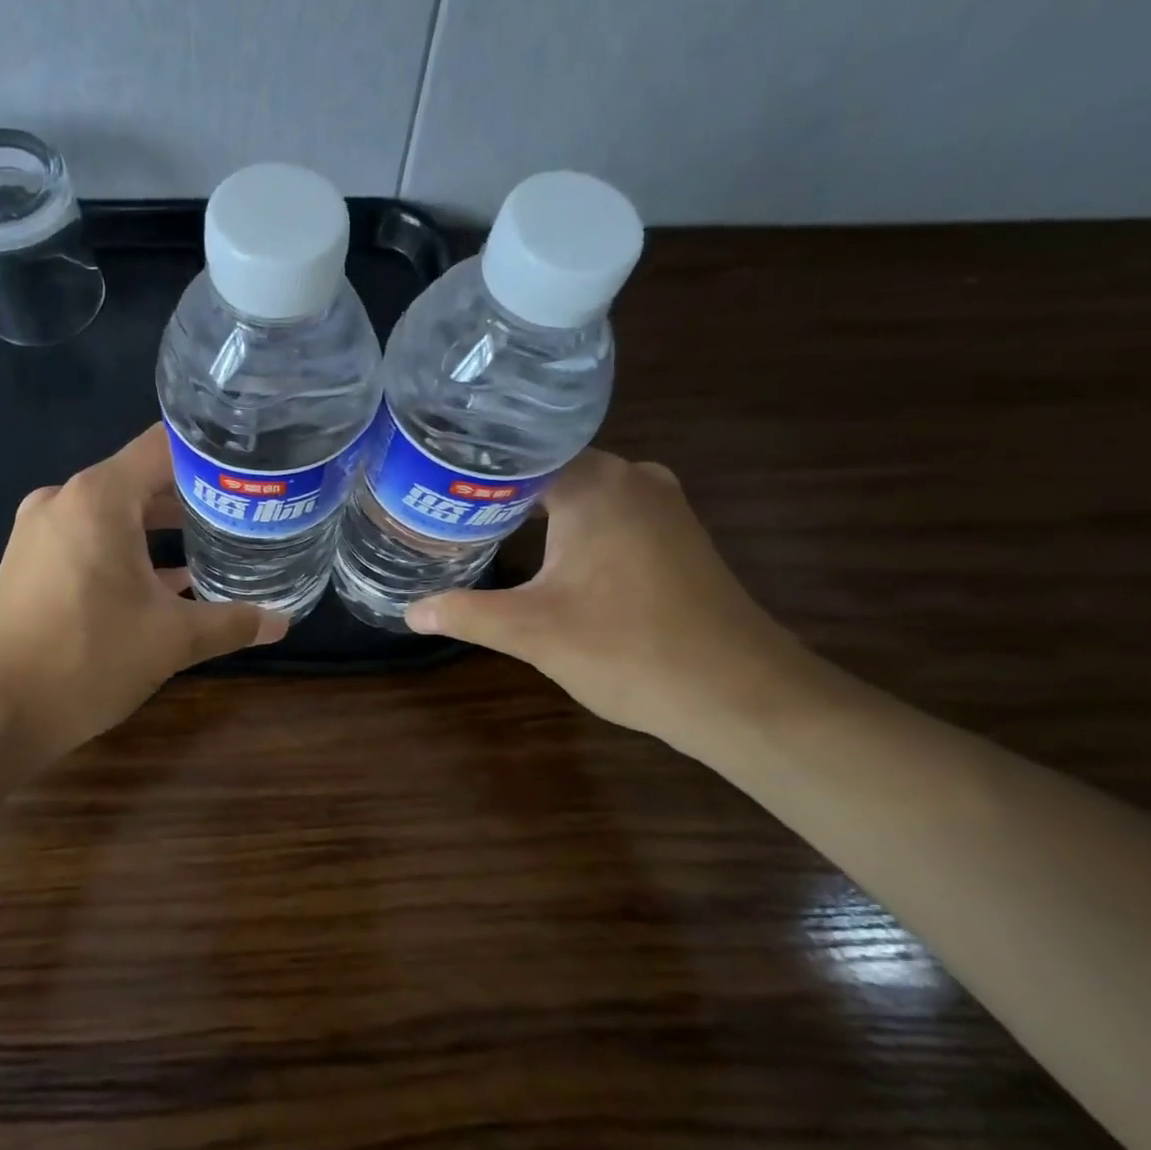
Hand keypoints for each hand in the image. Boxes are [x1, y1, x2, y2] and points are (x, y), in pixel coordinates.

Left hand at [0, 424, 287, 761]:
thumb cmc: (87, 659)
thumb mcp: (171, 640)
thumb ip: (231, 622)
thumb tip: (282, 622)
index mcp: (100, 498)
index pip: (164, 447)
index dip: (211, 453)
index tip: (251, 467)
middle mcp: (66, 500)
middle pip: (142, 478)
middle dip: (193, 495)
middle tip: (245, 510)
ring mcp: (42, 530)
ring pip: (116, 513)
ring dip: (161, 528)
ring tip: (216, 542)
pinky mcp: (31, 562)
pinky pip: (91, 539)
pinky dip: (129, 552)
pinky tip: (168, 582)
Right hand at [404, 450, 809, 749]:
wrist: (740, 695)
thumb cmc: (628, 649)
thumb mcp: (532, 632)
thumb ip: (465, 614)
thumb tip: (410, 612)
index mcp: (595, 484)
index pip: (516, 454)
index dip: (469, 470)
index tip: (429, 482)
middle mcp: (632, 477)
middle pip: (546, 469)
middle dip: (497, 490)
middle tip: (442, 506)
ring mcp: (662, 504)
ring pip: (581, 491)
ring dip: (536, 507)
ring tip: (479, 522)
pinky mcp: (676, 534)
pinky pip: (609, 511)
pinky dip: (572, 523)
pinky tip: (542, 548)